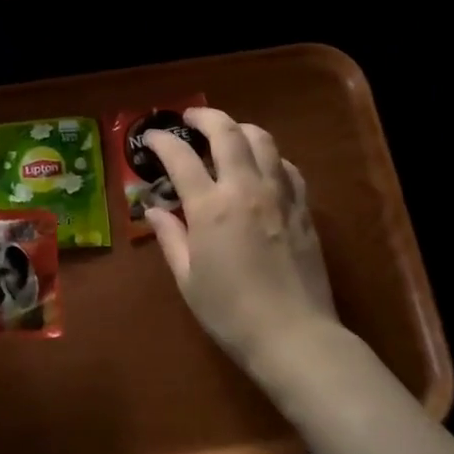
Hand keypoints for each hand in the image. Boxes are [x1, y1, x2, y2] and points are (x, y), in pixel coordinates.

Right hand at [145, 109, 338, 376]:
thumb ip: (170, 237)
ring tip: (227, 135)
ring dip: (240, 129)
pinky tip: (262, 168)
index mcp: (211, 208)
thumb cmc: (230, 313)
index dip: (161, 140)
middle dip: (205, 117)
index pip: (181, 157)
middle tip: (190, 118)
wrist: (294, 336)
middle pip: (227, 133)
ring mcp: (280, 195)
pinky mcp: (303, 208)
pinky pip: (287, 167)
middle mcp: (246, 189)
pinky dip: (269, 157)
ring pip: (263, 140)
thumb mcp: (188, 279)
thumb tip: (153, 210)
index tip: (149, 138)